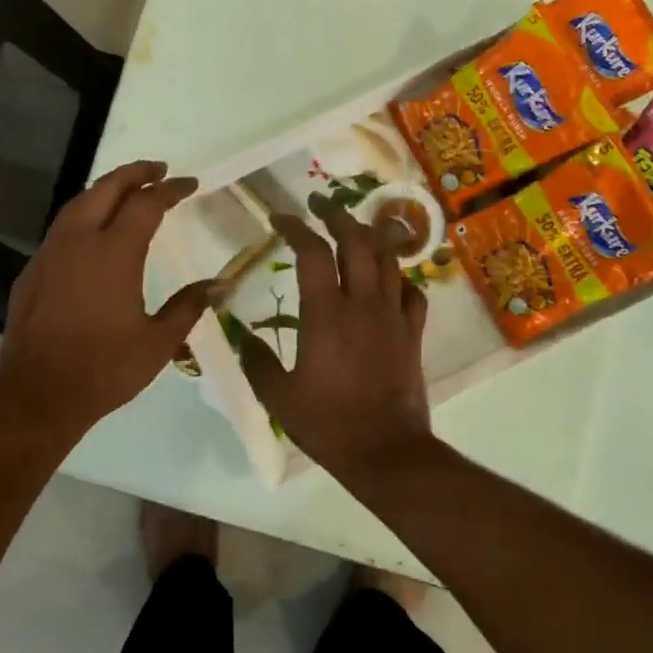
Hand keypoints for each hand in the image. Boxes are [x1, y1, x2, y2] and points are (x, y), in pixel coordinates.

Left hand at [0, 160, 212, 434]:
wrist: (38, 393)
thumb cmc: (105, 368)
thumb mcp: (158, 342)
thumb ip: (189, 306)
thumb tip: (222, 285)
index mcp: (115, 252)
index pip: (147, 203)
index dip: (171, 189)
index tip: (190, 184)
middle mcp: (79, 241)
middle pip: (106, 188)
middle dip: (134, 173)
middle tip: (157, 169)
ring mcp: (50, 254)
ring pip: (77, 204)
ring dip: (104, 190)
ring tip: (125, 192)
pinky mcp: (31, 272)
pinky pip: (60, 230)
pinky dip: (81, 218)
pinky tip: (89, 235)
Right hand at [237, 191, 433, 482]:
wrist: (385, 450)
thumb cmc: (328, 423)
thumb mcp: (278, 395)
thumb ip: (256, 359)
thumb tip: (239, 334)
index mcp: (325, 313)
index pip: (311, 252)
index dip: (295, 227)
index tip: (280, 218)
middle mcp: (362, 304)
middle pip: (356, 241)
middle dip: (337, 214)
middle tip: (320, 203)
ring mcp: (393, 316)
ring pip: (388, 259)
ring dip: (370, 235)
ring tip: (355, 227)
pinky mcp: (412, 333)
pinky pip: (412, 292)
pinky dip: (399, 277)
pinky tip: (389, 279)